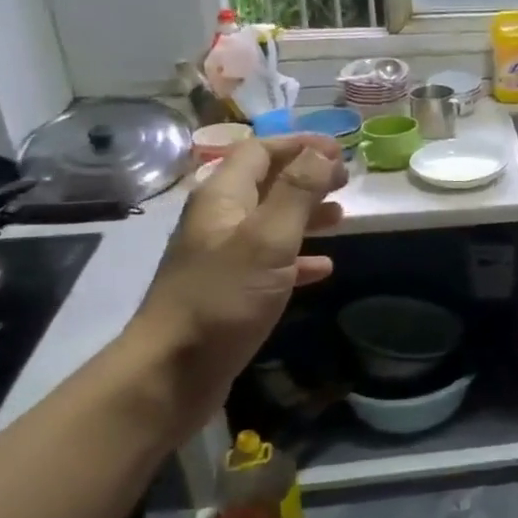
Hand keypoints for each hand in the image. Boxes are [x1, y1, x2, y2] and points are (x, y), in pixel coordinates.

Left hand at [131, 134, 346, 407]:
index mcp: (222, 198)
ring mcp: (222, 258)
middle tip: (345, 180)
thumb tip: (322, 151)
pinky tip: (323, 268)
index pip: (259, 152)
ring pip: (270, 222)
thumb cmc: (223, 299)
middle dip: (305, 177)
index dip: (298, 145)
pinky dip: (298, 259)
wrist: (173, 372)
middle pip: (265, 183)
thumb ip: (296, 192)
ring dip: (304, 214)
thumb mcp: (268, 240)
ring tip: (341, 216)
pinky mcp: (230, 292)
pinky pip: (270, 263)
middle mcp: (219, 221)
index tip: (339, 149)